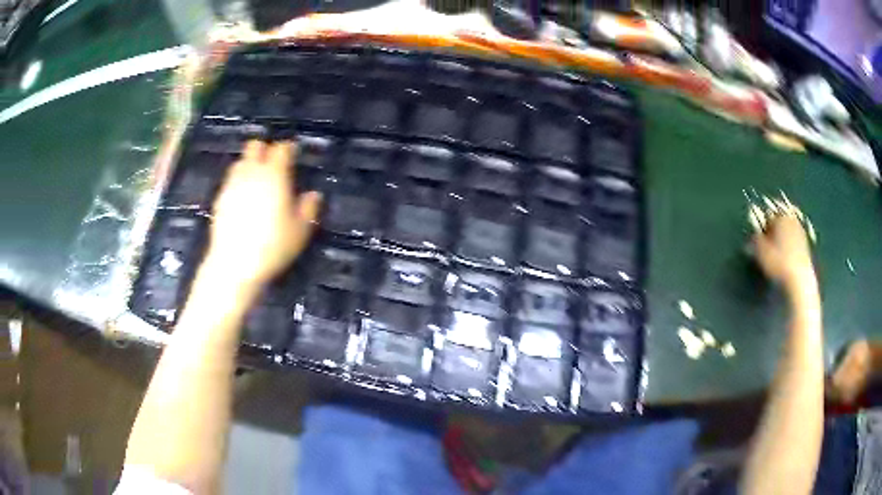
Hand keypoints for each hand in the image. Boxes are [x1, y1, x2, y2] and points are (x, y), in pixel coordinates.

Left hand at [204, 140, 320, 289]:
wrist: (234, 264)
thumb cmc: (272, 246)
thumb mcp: (300, 231)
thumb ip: (308, 208)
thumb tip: (313, 195)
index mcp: (274, 175)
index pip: (282, 149)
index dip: (289, 149)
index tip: (295, 154)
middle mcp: (252, 173)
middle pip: (255, 146)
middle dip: (265, 150)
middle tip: (274, 164)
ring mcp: (232, 184)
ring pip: (240, 161)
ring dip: (250, 164)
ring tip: (258, 180)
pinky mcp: (219, 199)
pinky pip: (230, 180)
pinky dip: (238, 181)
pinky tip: (244, 198)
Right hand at [753, 215, 815, 291]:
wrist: (799, 280)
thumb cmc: (778, 263)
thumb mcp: (760, 252)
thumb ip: (755, 241)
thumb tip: (752, 238)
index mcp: (780, 217)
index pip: (767, 217)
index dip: (762, 228)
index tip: (759, 241)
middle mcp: (792, 221)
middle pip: (779, 224)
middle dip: (773, 233)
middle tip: (767, 248)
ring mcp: (801, 233)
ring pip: (787, 234)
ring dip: (781, 242)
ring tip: (776, 256)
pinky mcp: (806, 247)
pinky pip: (793, 244)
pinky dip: (789, 249)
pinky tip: (785, 262)